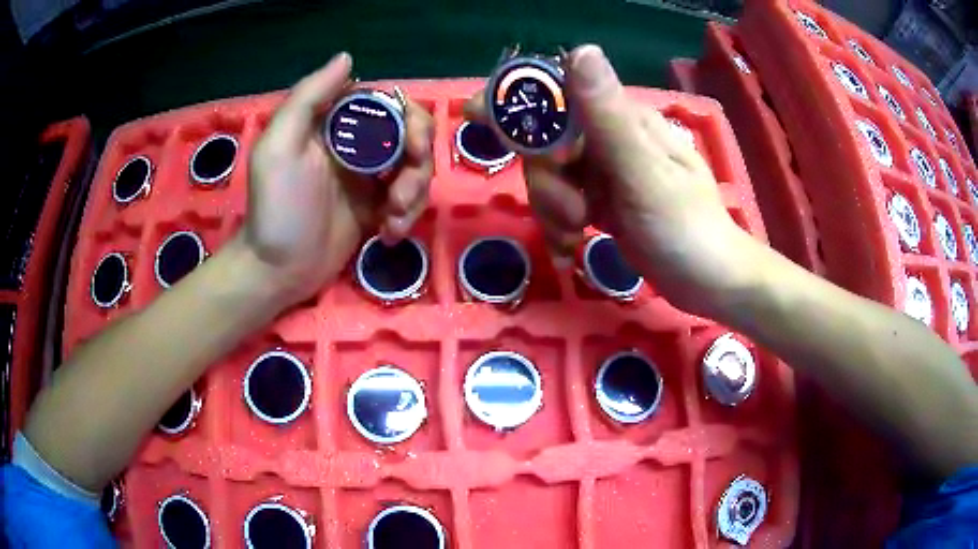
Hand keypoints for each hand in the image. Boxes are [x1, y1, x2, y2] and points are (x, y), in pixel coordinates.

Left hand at [244, 53, 434, 305]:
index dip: (410, 120)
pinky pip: (409, 200)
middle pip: (411, 134)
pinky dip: (407, 215)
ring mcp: (369, 178)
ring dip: (415, 193)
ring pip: (415, 168)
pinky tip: (389, 234)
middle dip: (418, 161)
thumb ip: (308, 97)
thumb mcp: (280, 146)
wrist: (278, 271)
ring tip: (393, 221)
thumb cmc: (277, 208)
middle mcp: (356, 145)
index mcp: (335, 125)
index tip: (413, 147)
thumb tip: (347, 57)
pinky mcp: (377, 208)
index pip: (388, 104)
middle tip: (404, 193)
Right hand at [467, 45, 759, 315]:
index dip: (518, 103)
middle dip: (547, 183)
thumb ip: (607, 116)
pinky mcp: (605, 202)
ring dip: (554, 209)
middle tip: (571, 215)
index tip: (476, 117)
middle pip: (548, 144)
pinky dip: (562, 225)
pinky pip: (565, 202)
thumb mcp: (644, 173)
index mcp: (624, 121)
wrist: (711, 285)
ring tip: (576, 236)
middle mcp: (613, 139)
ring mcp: (608, 172)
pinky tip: (573, 246)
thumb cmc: (686, 229)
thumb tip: (580, 49)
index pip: (560, 97)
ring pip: (552, 177)